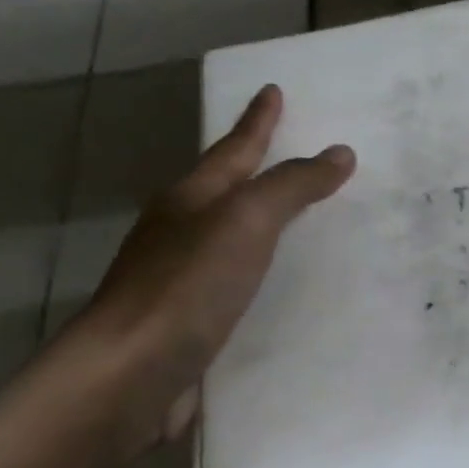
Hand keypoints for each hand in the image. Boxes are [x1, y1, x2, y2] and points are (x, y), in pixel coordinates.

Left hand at [74, 83, 353, 453]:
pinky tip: (287, 288)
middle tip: (300, 153)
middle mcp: (182, 233)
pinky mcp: (193, 323)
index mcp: (191, 200)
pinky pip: (240, 285)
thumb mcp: (245, 221)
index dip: (258, 120)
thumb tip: (339, 153)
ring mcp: (183, 281)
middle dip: (260, 168)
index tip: (274, 89)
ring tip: (305, 218)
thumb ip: (291, 186)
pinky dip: (265, 276)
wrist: (129, 377)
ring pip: (234, 239)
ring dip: (265, 224)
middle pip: (228, 189)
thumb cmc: (186, 286)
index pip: (235, 148)